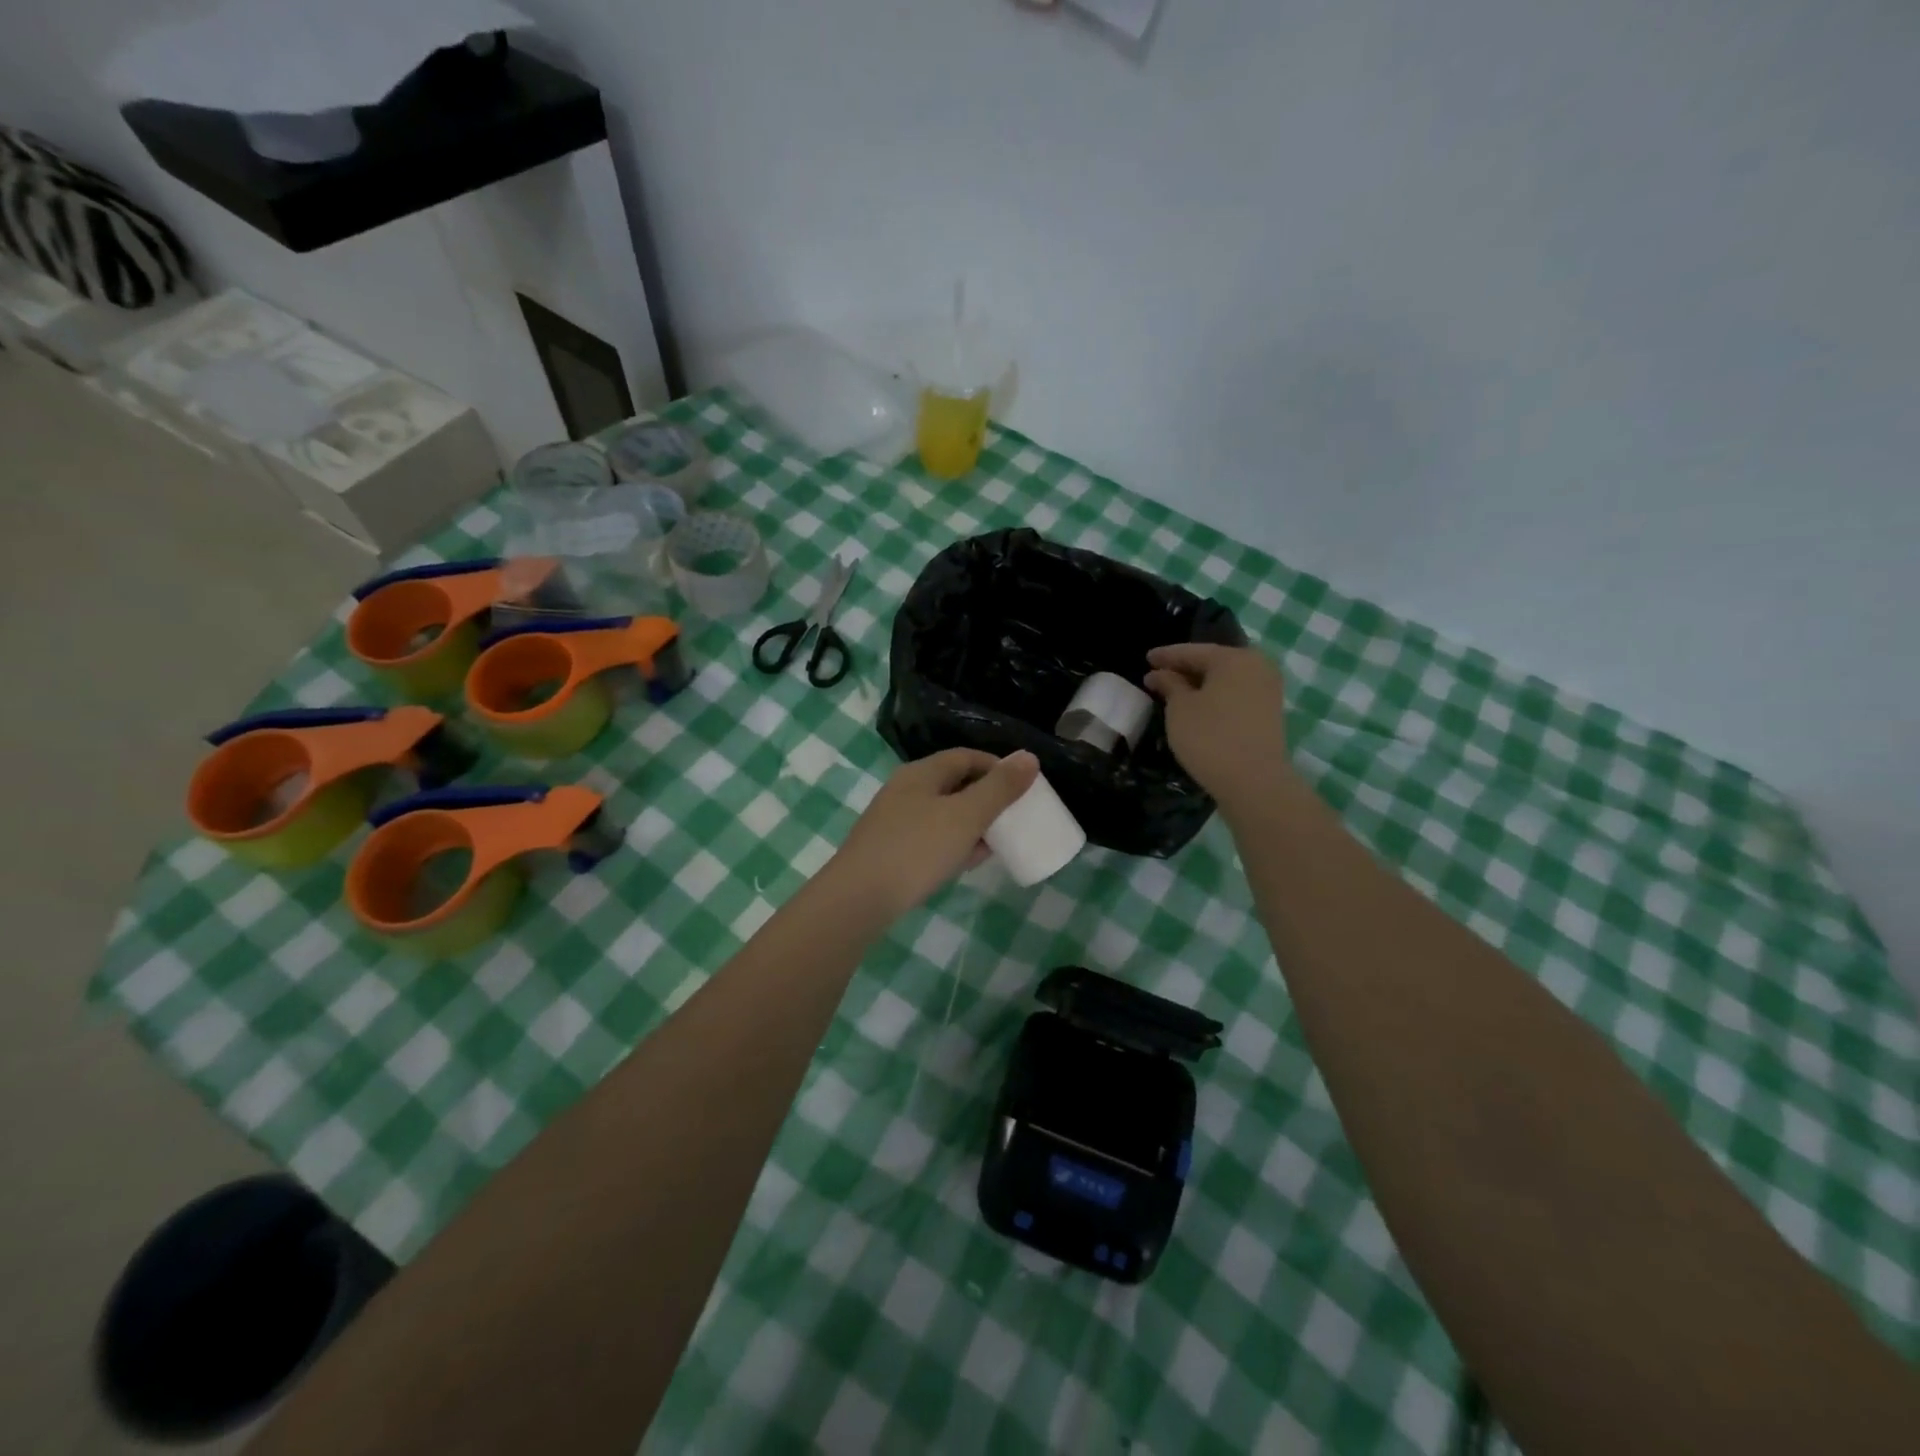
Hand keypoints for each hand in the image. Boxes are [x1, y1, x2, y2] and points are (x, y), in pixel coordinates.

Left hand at [828, 749, 1039, 918]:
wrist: (858, 899)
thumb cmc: (916, 850)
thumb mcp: (966, 816)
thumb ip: (999, 788)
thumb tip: (1029, 758)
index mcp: (921, 773)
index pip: (966, 757)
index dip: (997, 767)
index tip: (1024, 788)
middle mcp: (905, 790)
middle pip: (954, 784)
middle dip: (987, 798)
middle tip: (1013, 818)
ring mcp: (895, 821)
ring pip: (943, 813)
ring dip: (972, 824)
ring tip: (996, 843)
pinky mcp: (890, 850)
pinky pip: (931, 838)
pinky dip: (953, 844)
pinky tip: (966, 863)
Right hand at [1145, 643, 1295, 810]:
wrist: (1254, 782)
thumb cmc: (1210, 737)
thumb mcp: (1180, 708)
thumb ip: (1169, 684)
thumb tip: (1159, 674)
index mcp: (1234, 658)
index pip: (1193, 651)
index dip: (1166, 655)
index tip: (1146, 659)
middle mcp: (1257, 666)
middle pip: (1213, 662)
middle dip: (1185, 668)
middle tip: (1158, 674)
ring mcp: (1268, 690)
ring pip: (1226, 679)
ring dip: (1200, 684)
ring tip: (1174, 691)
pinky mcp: (1269, 712)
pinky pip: (1235, 694)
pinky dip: (1215, 696)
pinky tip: (1198, 705)